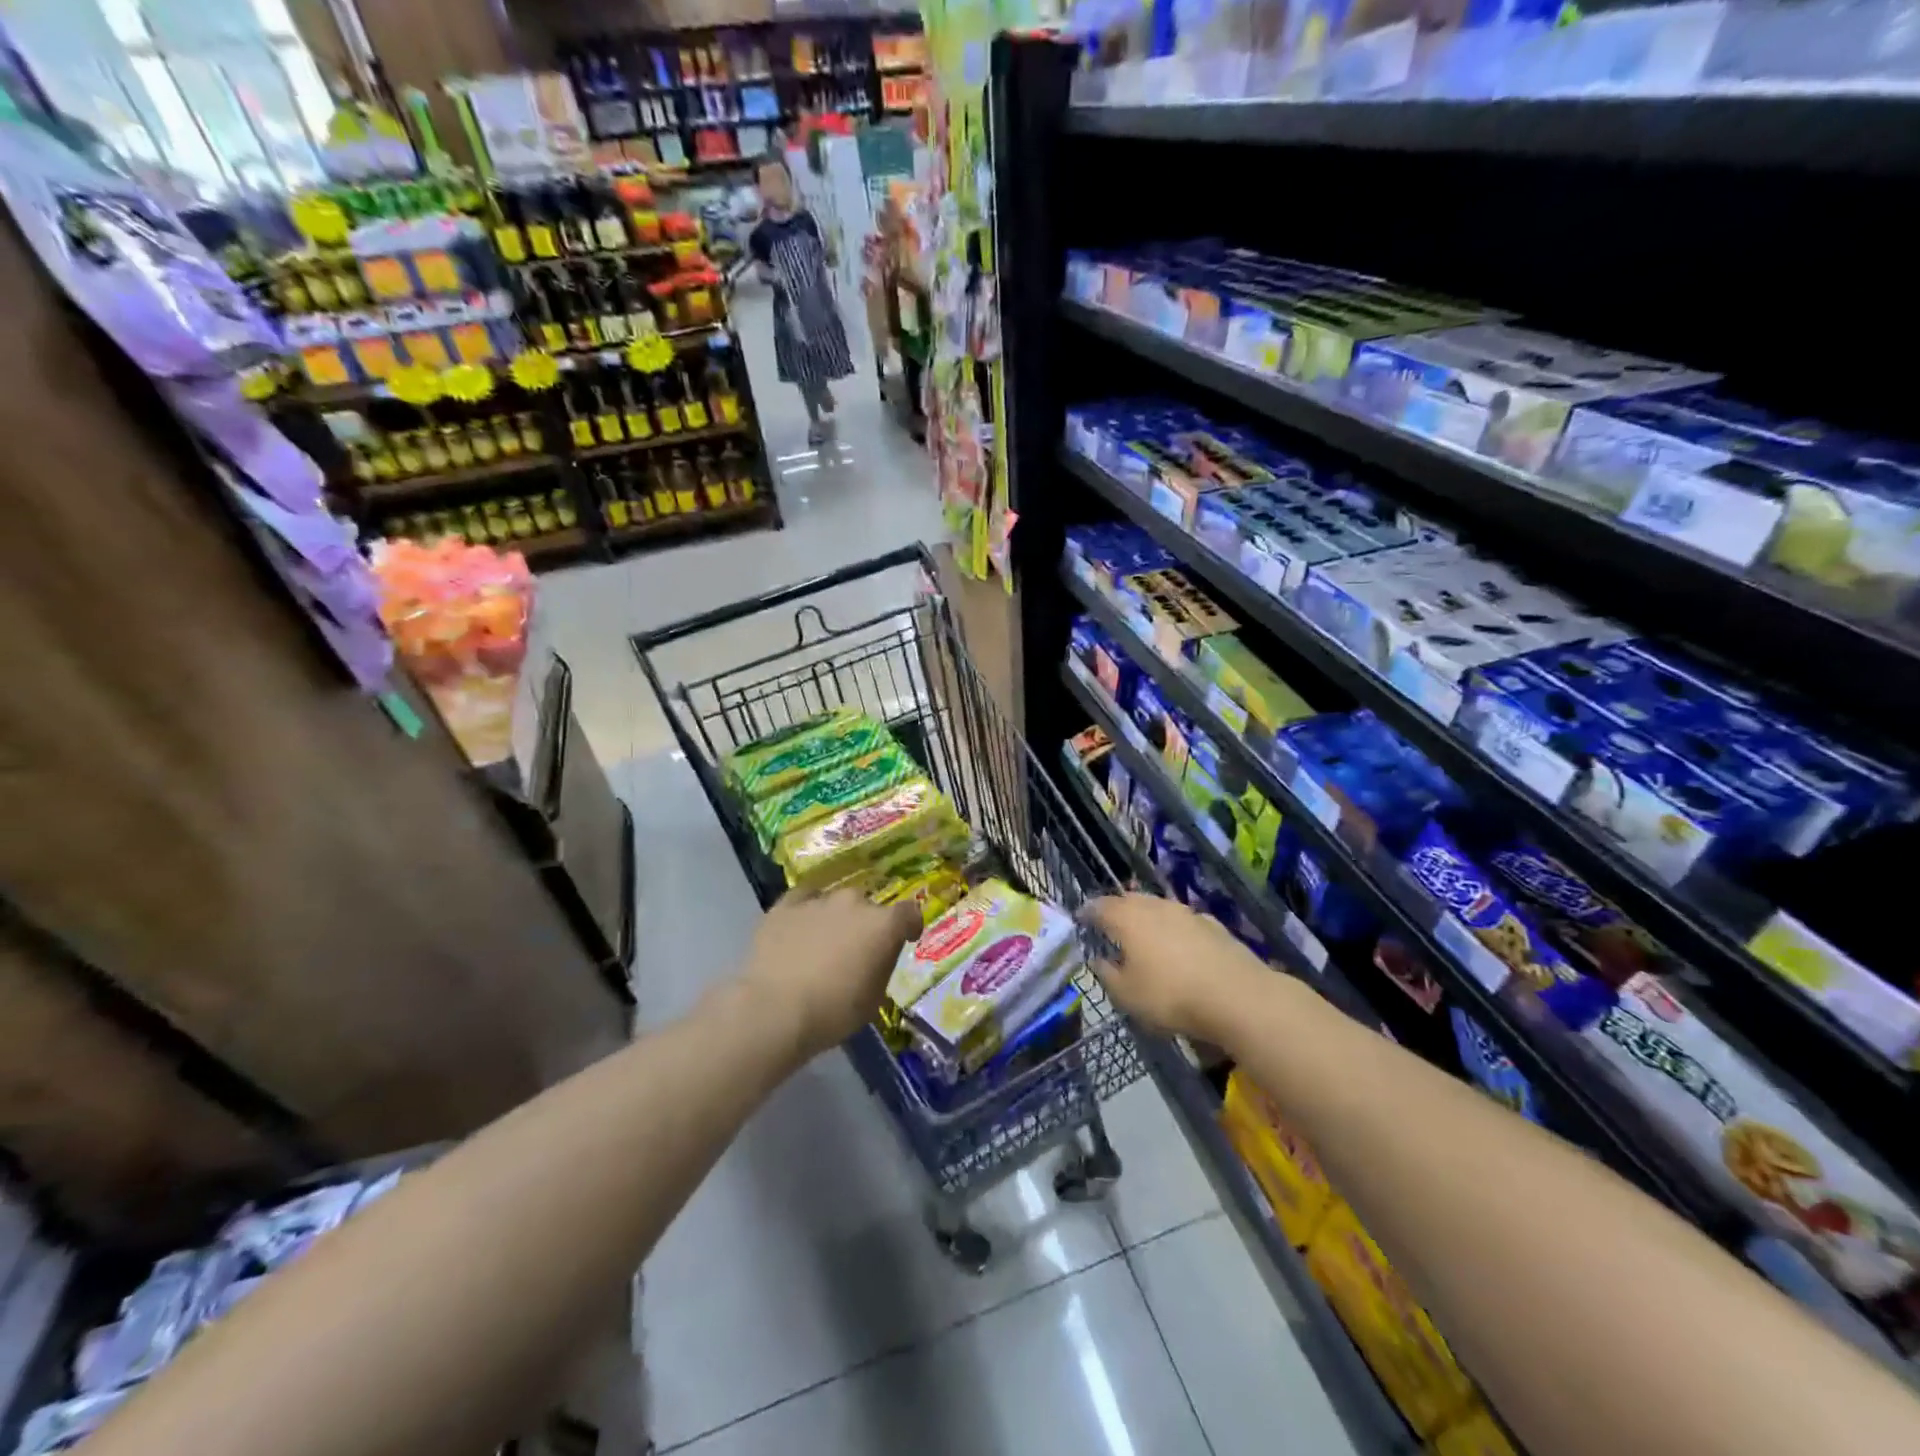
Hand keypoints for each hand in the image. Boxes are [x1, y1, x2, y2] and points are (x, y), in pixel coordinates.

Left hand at [739, 889, 920, 1059]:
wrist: (774, 1011)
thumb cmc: (833, 1012)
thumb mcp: (874, 998)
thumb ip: (882, 966)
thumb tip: (877, 955)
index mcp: (883, 924)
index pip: (909, 912)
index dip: (909, 925)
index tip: (905, 938)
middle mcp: (854, 902)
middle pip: (869, 907)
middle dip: (867, 925)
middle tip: (856, 950)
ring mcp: (818, 900)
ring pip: (835, 902)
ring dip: (836, 918)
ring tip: (823, 943)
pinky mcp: (786, 905)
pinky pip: (803, 899)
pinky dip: (806, 910)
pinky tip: (799, 928)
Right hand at [1080, 894, 1265, 1041]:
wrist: (1237, 996)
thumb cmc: (1171, 996)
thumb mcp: (1127, 995)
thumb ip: (1108, 975)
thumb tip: (1098, 960)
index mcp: (1128, 919)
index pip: (1100, 906)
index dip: (1088, 912)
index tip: (1081, 918)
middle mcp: (1155, 907)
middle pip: (1130, 900)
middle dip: (1117, 909)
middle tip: (1109, 923)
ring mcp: (1186, 912)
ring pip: (1158, 907)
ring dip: (1146, 916)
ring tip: (1142, 933)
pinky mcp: (1213, 925)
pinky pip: (1182, 920)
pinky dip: (1172, 928)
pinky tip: (1177, 944)